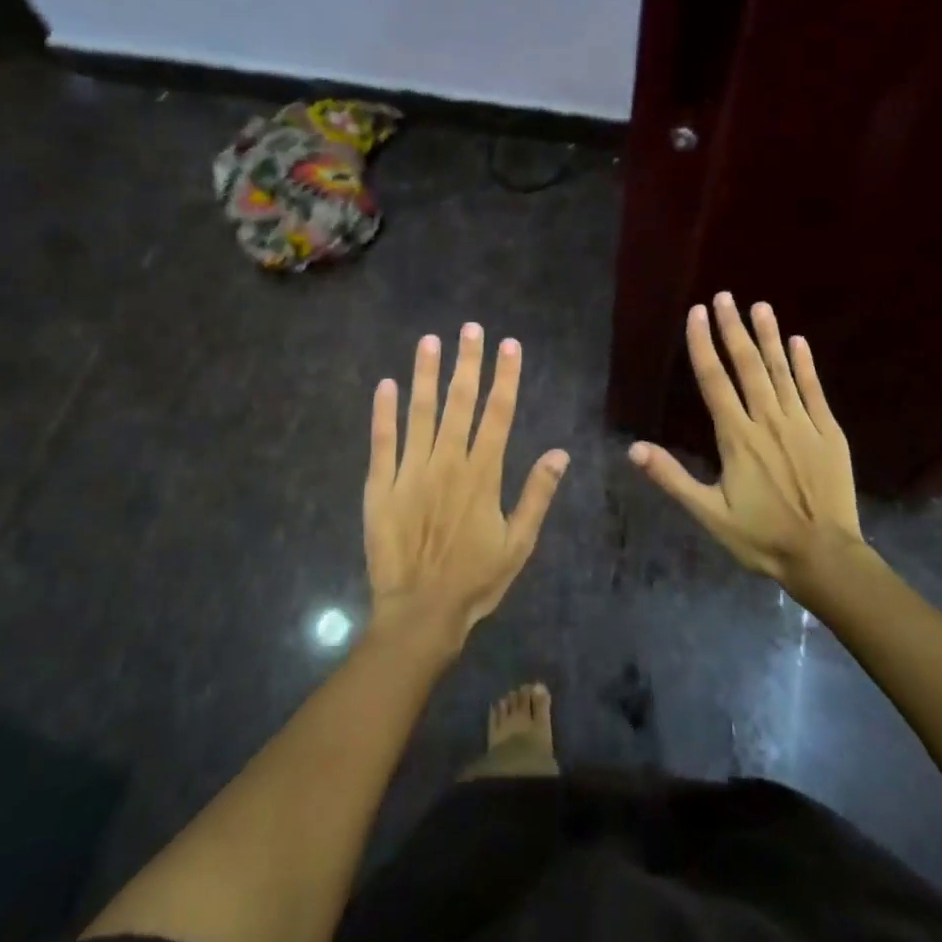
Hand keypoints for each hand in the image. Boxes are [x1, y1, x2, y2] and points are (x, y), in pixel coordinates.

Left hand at [364, 323, 568, 644]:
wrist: (420, 614)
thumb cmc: (475, 580)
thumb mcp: (519, 543)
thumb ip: (537, 495)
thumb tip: (560, 453)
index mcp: (483, 474)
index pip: (499, 413)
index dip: (505, 377)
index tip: (509, 345)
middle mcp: (447, 462)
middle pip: (460, 402)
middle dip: (467, 362)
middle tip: (471, 328)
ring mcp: (410, 471)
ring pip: (420, 412)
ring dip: (426, 375)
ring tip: (430, 341)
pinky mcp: (380, 487)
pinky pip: (382, 442)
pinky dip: (383, 413)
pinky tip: (385, 385)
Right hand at [629, 294, 865, 585]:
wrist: (825, 556)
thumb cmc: (761, 537)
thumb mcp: (709, 514)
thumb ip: (672, 478)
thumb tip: (634, 448)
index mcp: (737, 438)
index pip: (714, 380)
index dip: (703, 344)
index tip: (697, 313)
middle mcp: (768, 420)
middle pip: (747, 366)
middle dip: (733, 328)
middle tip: (725, 296)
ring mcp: (802, 423)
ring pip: (781, 371)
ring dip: (769, 337)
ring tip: (759, 306)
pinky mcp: (829, 432)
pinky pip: (814, 390)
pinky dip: (805, 365)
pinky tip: (798, 341)